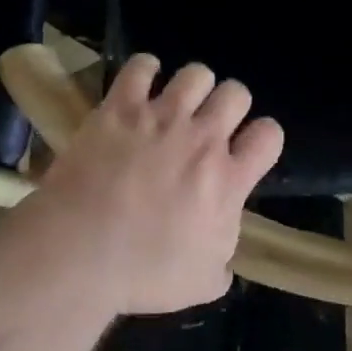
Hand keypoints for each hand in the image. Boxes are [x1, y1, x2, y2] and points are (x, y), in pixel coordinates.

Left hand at [27, 54, 283, 315]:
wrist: (81, 251)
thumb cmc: (144, 272)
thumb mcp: (201, 284)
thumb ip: (223, 263)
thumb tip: (225, 260)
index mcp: (228, 179)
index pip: (269, 135)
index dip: (263, 137)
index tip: (247, 148)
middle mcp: (202, 138)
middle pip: (236, 93)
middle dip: (229, 104)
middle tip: (209, 124)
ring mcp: (161, 117)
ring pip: (196, 73)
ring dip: (193, 86)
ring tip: (177, 102)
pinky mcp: (120, 107)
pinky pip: (141, 66)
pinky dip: (145, 70)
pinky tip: (141, 84)